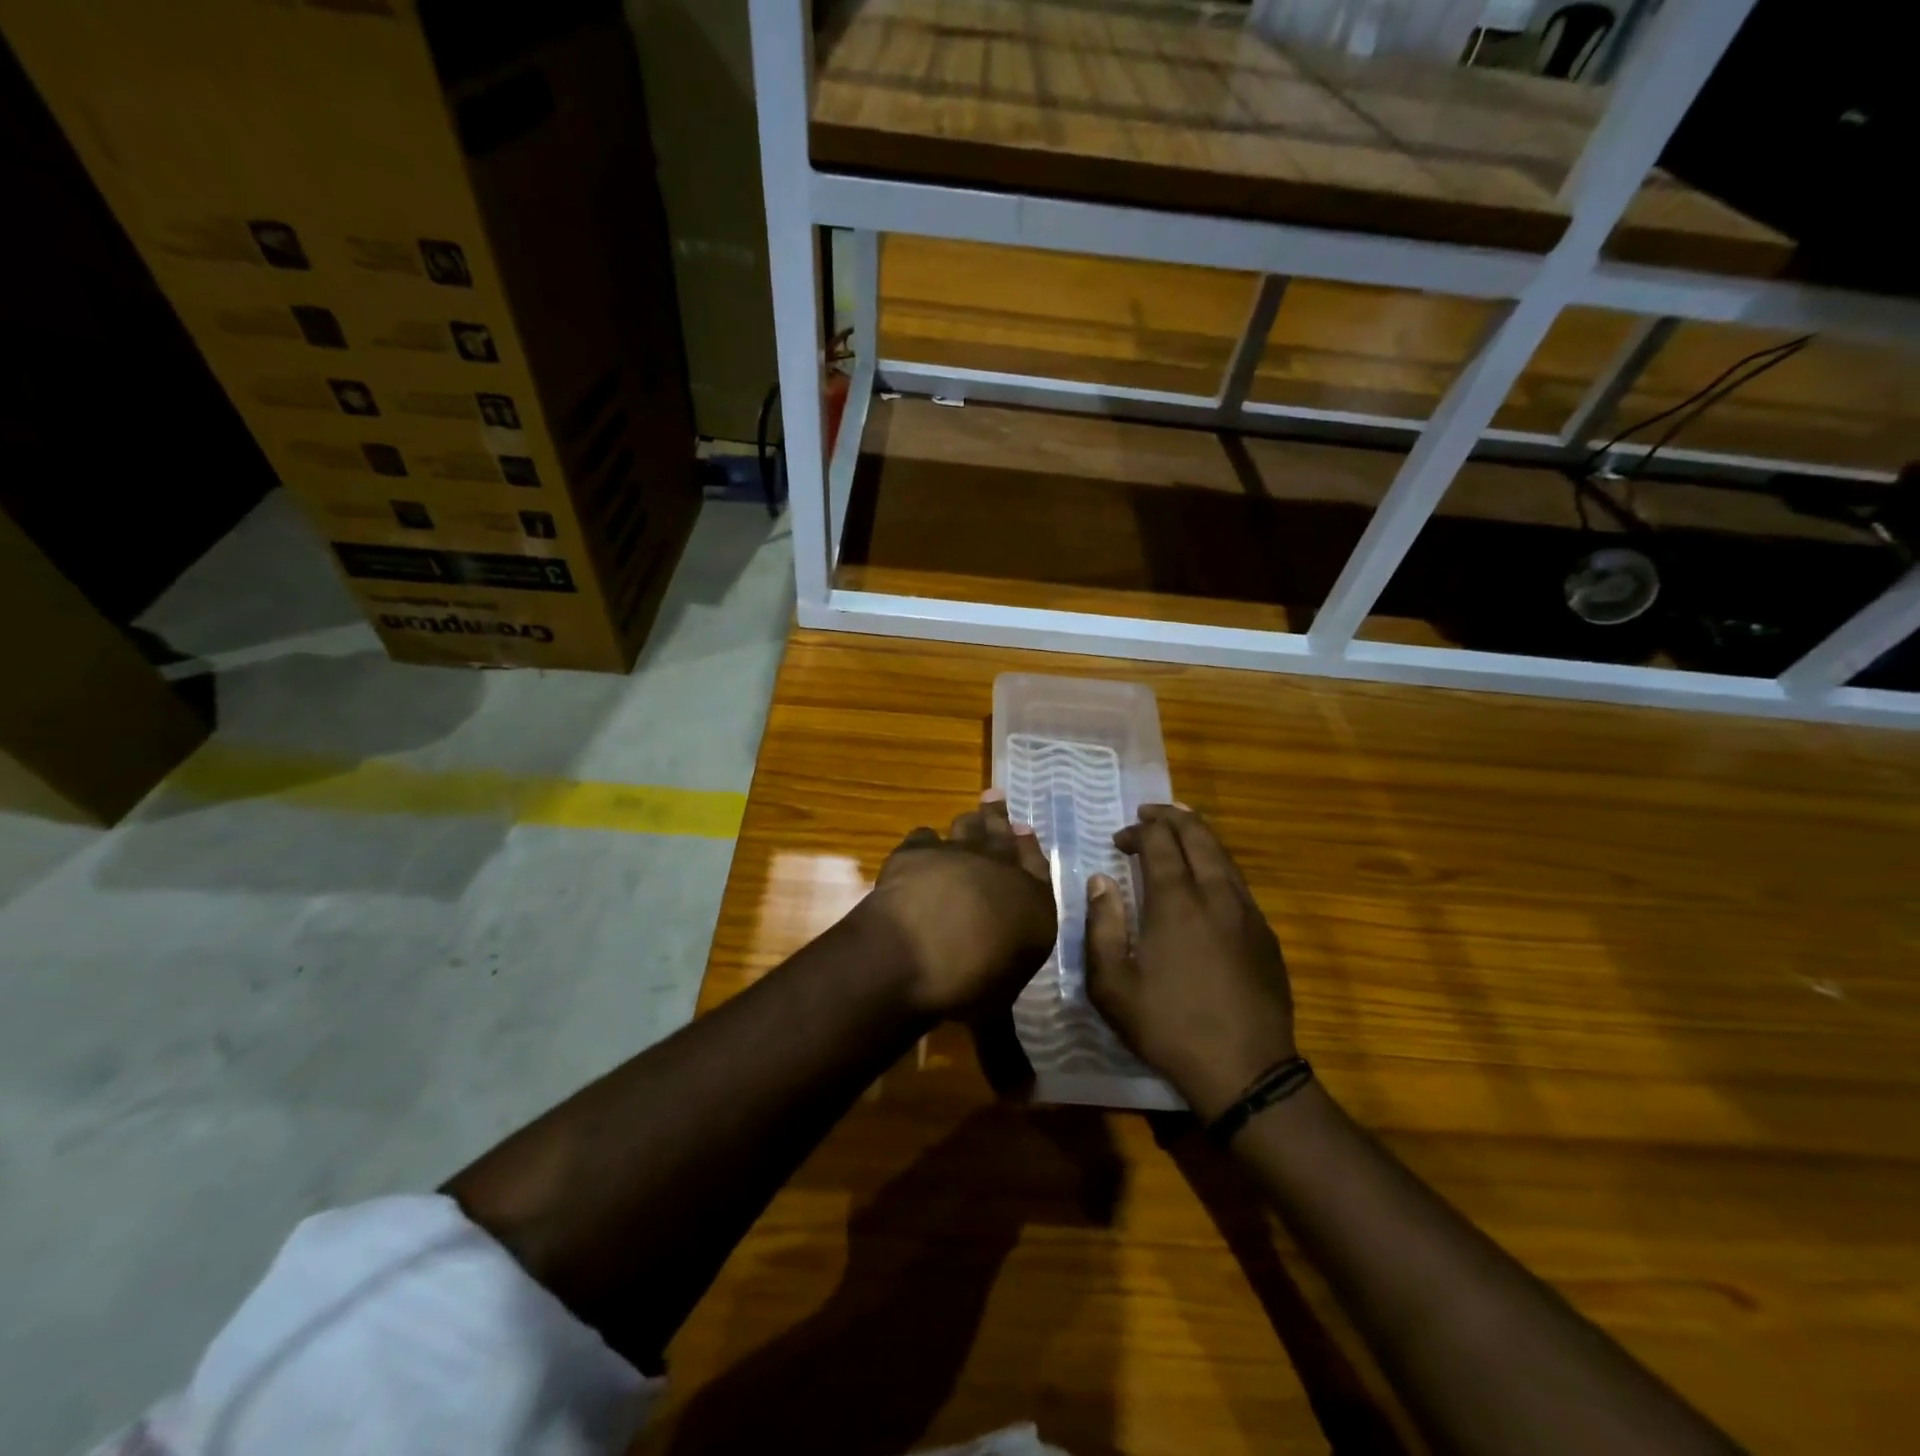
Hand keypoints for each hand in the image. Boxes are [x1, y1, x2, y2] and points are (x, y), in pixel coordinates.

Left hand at [860, 791, 1058, 1017]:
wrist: (919, 951)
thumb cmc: (971, 984)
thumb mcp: (997, 1009)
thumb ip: (1005, 1017)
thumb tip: (1015, 1074)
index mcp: (1033, 904)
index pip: (1038, 867)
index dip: (1030, 848)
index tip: (1026, 829)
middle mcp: (1001, 871)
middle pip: (1003, 836)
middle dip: (1001, 818)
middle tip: (996, 798)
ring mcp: (959, 855)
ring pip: (968, 828)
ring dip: (970, 821)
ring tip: (970, 814)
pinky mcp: (918, 851)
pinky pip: (924, 836)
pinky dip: (925, 840)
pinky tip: (923, 842)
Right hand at [1085, 805, 1295, 1120]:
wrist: (1246, 1071)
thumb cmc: (1168, 1027)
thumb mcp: (1112, 985)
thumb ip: (1102, 926)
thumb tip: (1100, 881)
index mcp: (1175, 902)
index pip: (1160, 842)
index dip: (1138, 831)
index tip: (1120, 840)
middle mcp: (1215, 894)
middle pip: (1198, 835)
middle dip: (1172, 817)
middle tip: (1150, 815)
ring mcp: (1247, 912)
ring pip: (1224, 855)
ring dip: (1199, 835)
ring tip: (1180, 830)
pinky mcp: (1265, 933)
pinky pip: (1239, 881)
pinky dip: (1218, 863)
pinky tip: (1207, 878)